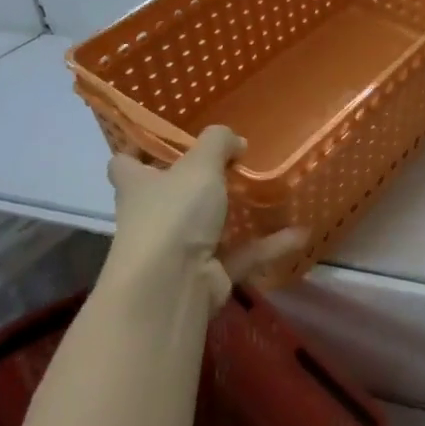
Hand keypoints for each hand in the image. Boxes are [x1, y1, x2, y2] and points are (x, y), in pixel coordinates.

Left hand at [106, 126, 303, 308]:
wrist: (172, 287)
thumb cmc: (174, 214)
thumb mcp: (199, 165)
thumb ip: (218, 142)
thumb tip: (235, 141)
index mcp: (138, 186)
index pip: (124, 163)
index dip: (139, 149)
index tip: (165, 138)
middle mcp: (153, 217)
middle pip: (170, 194)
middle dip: (197, 181)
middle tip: (233, 161)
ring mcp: (179, 249)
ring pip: (210, 225)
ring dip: (238, 213)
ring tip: (270, 193)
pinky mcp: (208, 274)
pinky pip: (243, 253)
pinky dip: (269, 244)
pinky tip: (300, 232)